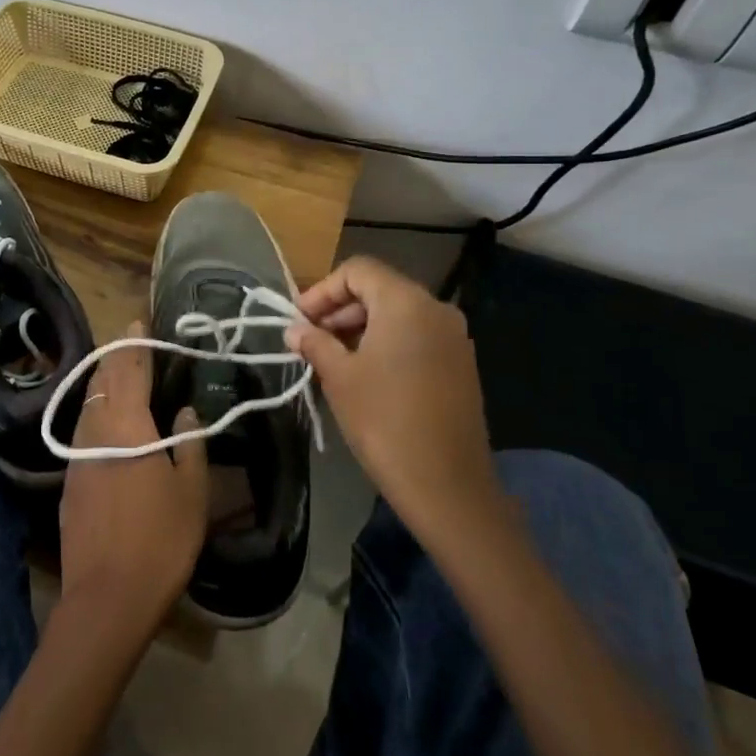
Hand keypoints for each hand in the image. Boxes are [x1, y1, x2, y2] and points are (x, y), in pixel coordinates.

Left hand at [57, 321, 207, 645]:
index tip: (139, 322)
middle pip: (102, 380)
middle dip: (116, 357)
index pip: (130, 369)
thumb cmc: (161, 539)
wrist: (107, 597)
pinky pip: (82, 428)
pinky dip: (96, 411)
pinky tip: (107, 422)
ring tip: (119, 374)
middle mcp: (95, 429)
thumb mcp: (192, 491)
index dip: (136, 344)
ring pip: (88, 403)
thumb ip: (190, 444)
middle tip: (132, 343)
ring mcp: (77, 455)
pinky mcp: (69, 480)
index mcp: (128, 424)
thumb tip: (185, 412)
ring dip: (103, 382)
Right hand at [286, 256, 499, 548]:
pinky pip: (416, 337)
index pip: (358, 271)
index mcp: (406, 302)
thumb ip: (315, 343)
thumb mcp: (339, 377)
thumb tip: (295, 330)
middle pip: (379, 289)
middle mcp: (435, 309)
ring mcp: (454, 337)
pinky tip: (364, 374)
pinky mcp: (460, 364)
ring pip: (398, 314)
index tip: (299, 320)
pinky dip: (386, 343)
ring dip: (360, 328)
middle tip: (310, 340)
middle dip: (339, 309)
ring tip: (331, 359)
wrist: (447, 485)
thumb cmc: (384, 421)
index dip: (322, 290)